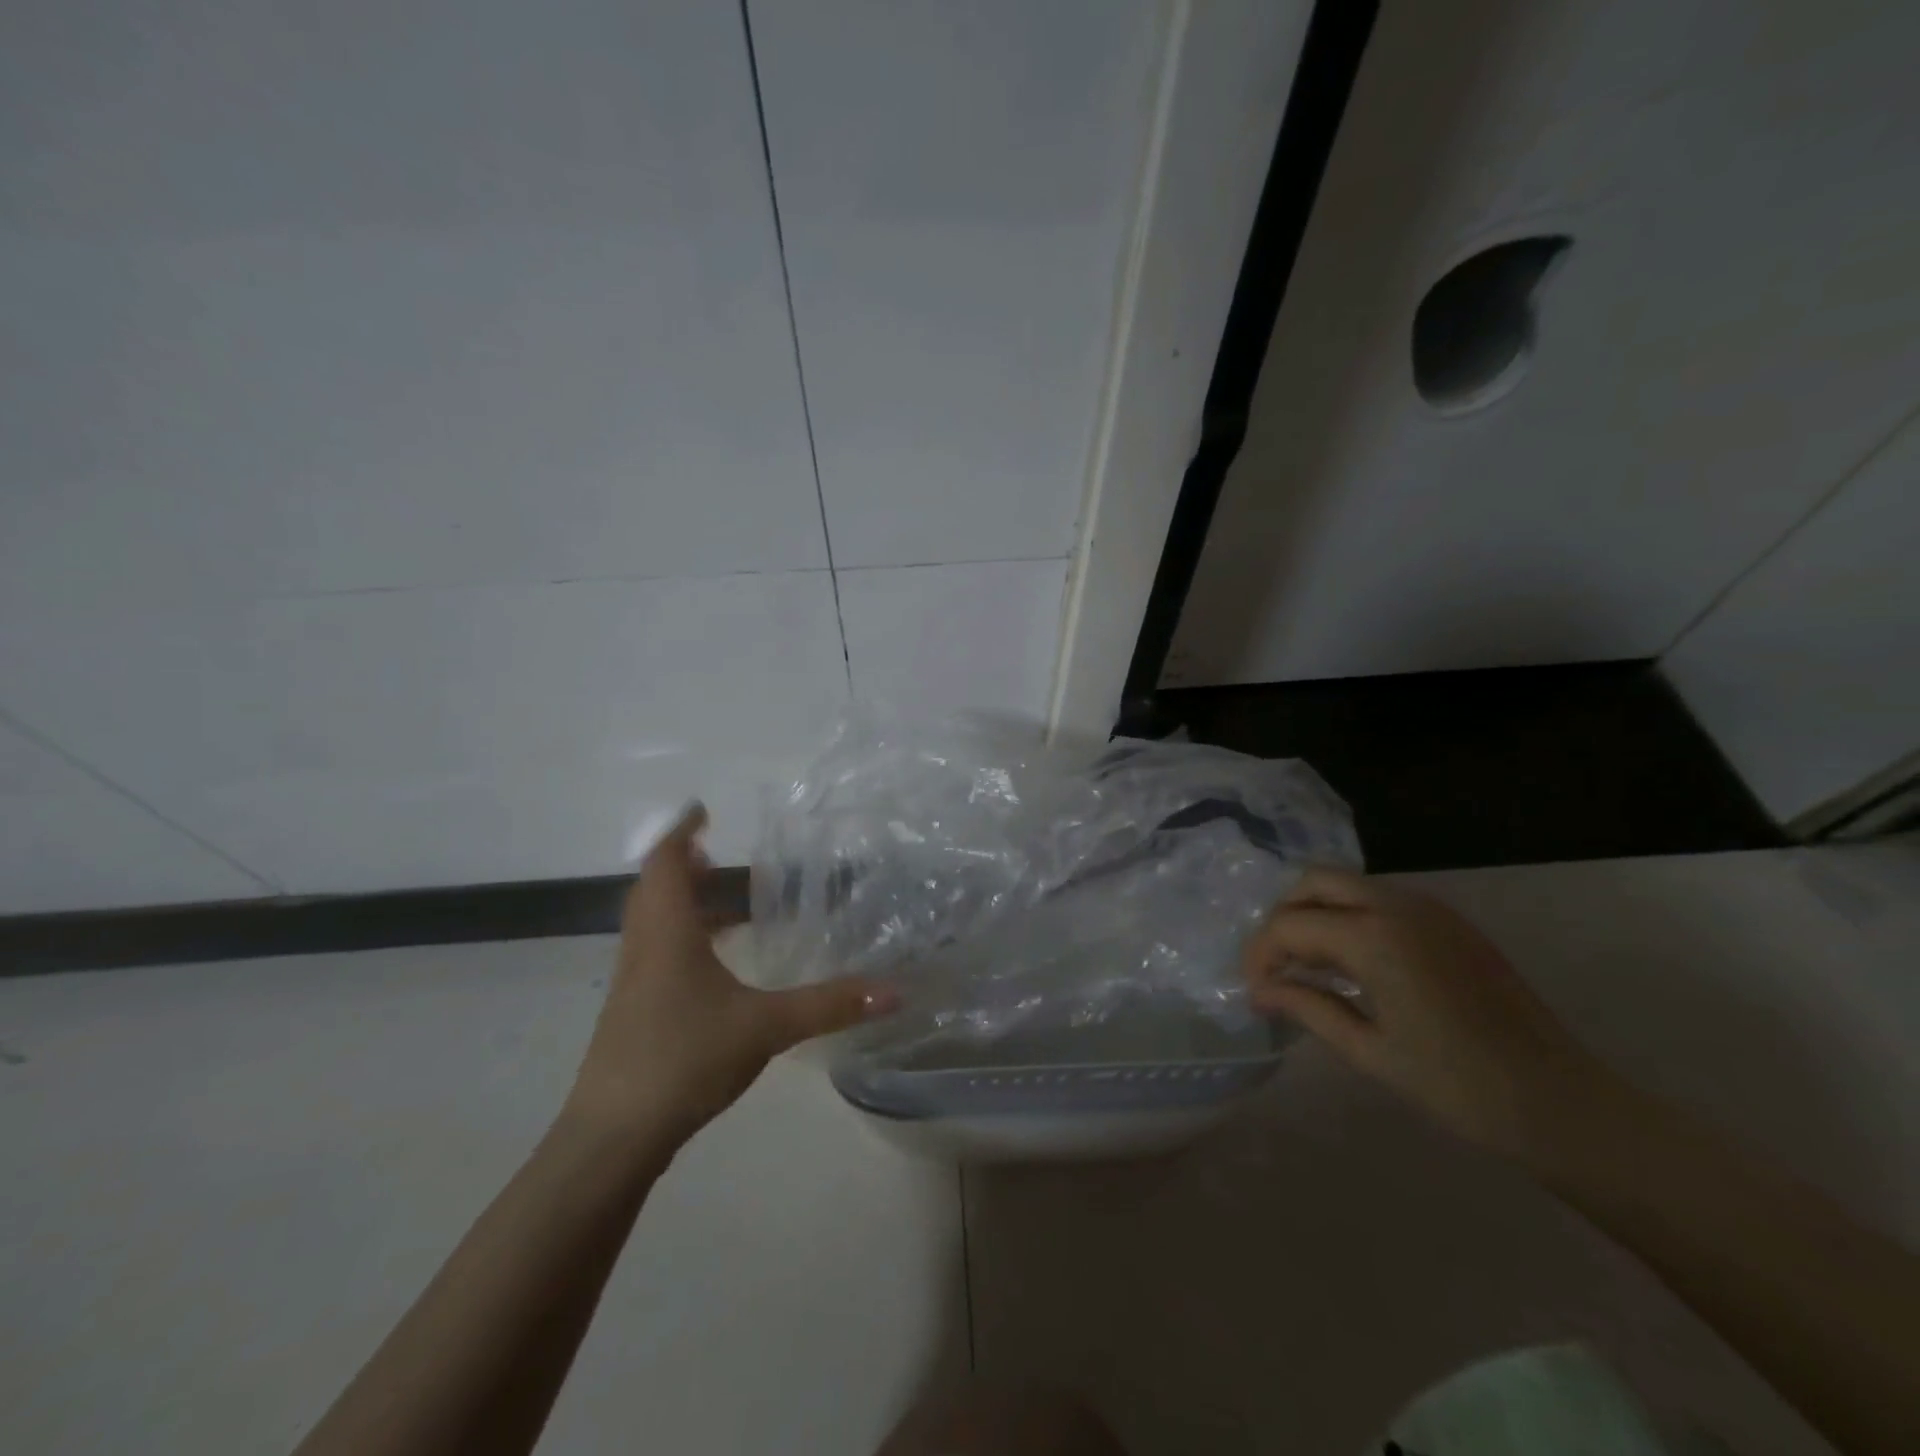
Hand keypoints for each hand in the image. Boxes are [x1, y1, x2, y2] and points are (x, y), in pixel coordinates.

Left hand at [564, 805, 893, 1150]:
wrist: (612, 1137)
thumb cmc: (683, 1058)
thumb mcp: (765, 1027)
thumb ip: (829, 1005)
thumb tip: (894, 990)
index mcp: (667, 933)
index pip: (666, 863)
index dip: (681, 832)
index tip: (702, 810)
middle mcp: (644, 948)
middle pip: (655, 889)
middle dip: (684, 865)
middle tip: (717, 854)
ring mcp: (633, 983)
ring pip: (653, 923)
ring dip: (682, 903)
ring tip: (723, 901)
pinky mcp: (634, 1012)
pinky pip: (656, 953)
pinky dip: (682, 938)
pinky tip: (715, 965)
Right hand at [1241, 866, 1614, 1158]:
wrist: (1561, 1102)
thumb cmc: (1458, 1086)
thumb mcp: (1369, 1051)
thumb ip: (1307, 1008)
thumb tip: (1260, 992)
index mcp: (1373, 936)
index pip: (1290, 924)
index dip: (1260, 954)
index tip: (1254, 991)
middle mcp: (1397, 905)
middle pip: (1313, 882)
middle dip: (1283, 917)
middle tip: (1278, 966)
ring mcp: (1428, 908)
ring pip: (1347, 885)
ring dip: (1316, 914)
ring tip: (1309, 966)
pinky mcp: (1449, 921)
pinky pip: (1380, 900)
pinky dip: (1350, 918)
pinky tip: (1352, 965)